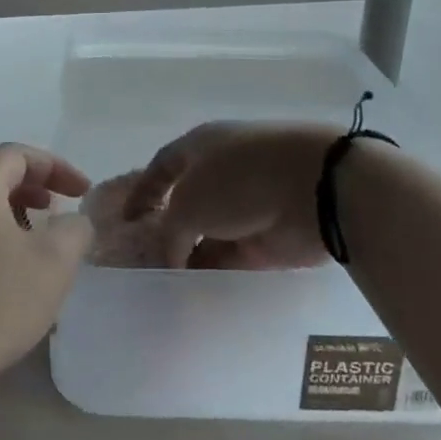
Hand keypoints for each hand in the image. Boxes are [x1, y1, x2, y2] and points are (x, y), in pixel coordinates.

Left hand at [0, 144, 92, 408]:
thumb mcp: (52, 265)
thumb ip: (74, 231)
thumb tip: (73, 221)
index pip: (18, 154)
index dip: (56, 167)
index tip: (83, 192)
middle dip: (34, 188)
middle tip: (59, 211)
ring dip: (13, 214)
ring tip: (36, 243)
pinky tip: (5, 273)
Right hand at [123, 121, 339, 269]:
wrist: (314, 189)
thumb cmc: (240, 180)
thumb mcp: (188, 203)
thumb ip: (170, 233)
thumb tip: (172, 256)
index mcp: (201, 146)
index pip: (163, 166)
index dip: (142, 191)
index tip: (126, 220)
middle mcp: (222, 171)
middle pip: (186, 201)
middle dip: (166, 228)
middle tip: (143, 258)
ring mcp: (246, 205)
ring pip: (209, 232)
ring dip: (189, 255)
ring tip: (163, 284)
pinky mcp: (268, 237)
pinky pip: (232, 256)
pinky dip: (214, 271)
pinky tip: (194, 293)